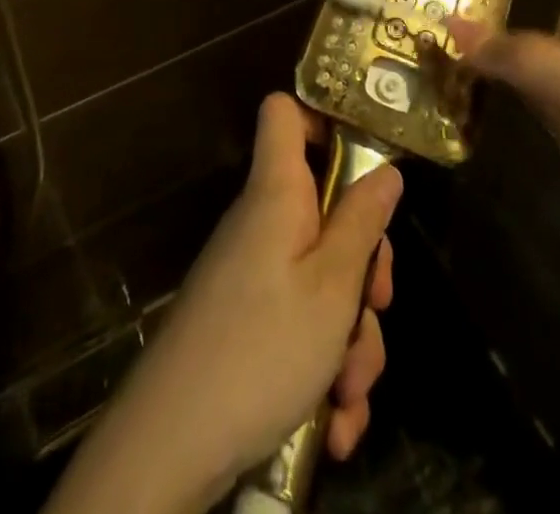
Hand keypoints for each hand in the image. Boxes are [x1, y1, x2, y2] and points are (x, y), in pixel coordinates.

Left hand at [49, 94, 400, 513]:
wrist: (172, 446)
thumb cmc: (261, 347)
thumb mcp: (332, 285)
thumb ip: (362, 222)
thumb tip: (387, 170)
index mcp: (277, 192)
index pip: (285, 113)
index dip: (324, 118)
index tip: (366, 156)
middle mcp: (264, 224)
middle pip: (326, 211)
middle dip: (363, 268)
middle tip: (377, 307)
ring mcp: (254, 276)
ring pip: (324, 283)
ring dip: (350, 340)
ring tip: (349, 396)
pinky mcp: (249, 325)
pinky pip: (301, 327)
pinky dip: (323, 370)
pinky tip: (334, 425)